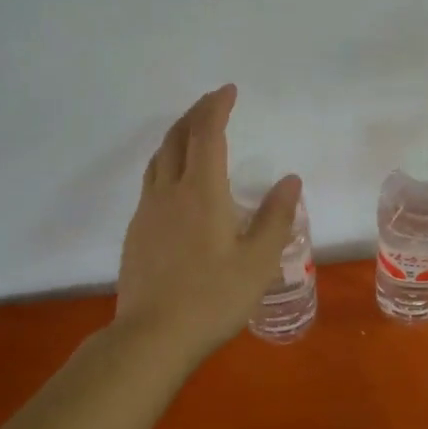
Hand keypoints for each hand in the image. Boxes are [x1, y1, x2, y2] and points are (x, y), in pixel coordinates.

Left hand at [115, 85, 301, 358]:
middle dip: (196, 114)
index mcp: (202, 192)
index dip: (217, 107)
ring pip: (159, 158)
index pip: (207, 134)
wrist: (152, 337)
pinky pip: (151, 182)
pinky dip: (167, 163)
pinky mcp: (137, 233)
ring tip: (193, 133)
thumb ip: (276, 217)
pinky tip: (177, 182)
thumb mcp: (259, 261)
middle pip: (177, 138)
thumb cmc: (213, 298)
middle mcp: (170, 192)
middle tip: (213, 102)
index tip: (229, 90)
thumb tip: (290, 179)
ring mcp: (148, 212)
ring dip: (177, 136)